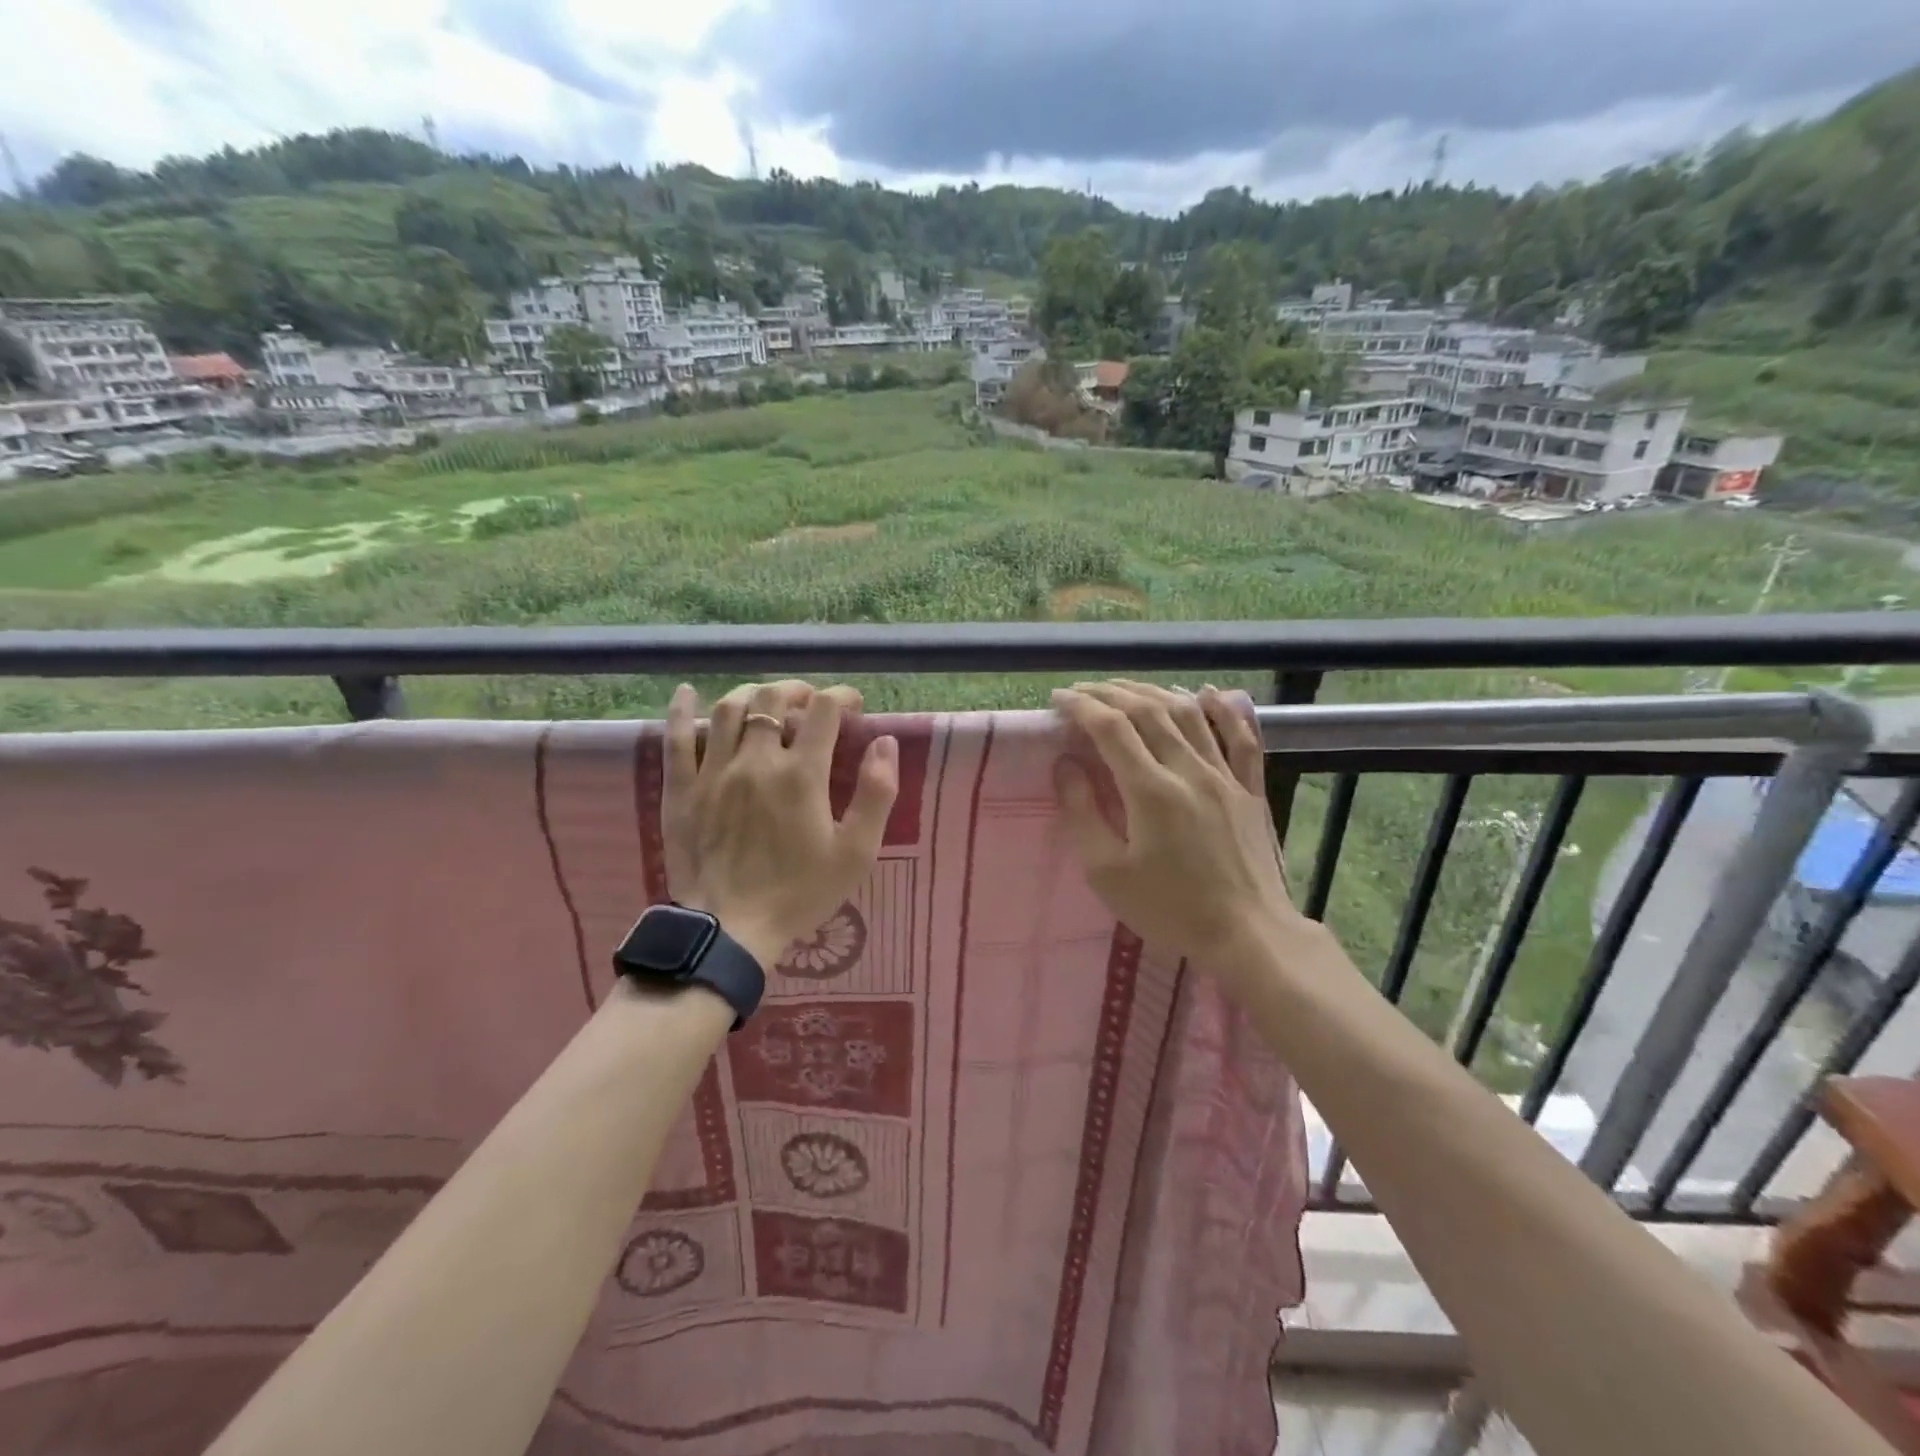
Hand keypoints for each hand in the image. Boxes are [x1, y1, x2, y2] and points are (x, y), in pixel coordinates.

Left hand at [664, 680, 897, 968]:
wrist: (729, 931)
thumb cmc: (799, 893)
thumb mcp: (856, 852)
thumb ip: (876, 793)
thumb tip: (884, 741)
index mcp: (801, 774)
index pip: (824, 710)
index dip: (841, 697)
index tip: (853, 706)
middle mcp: (756, 760)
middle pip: (772, 699)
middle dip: (797, 691)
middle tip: (810, 703)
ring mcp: (713, 772)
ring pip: (728, 709)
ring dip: (752, 694)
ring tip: (766, 701)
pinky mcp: (680, 789)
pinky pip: (676, 739)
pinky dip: (681, 710)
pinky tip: (686, 693)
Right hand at [1052, 680, 1317, 986]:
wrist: (1248, 935)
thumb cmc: (1169, 909)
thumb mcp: (1107, 873)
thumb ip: (1082, 813)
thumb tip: (1064, 765)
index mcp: (1151, 790)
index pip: (1111, 728)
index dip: (1081, 707)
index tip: (1058, 699)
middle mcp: (1189, 770)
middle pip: (1148, 711)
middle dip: (1110, 693)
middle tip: (1083, 691)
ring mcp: (1225, 776)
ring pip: (1188, 714)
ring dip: (1153, 692)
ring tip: (1126, 689)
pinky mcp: (1250, 789)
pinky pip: (1240, 737)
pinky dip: (1223, 709)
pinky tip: (1207, 693)